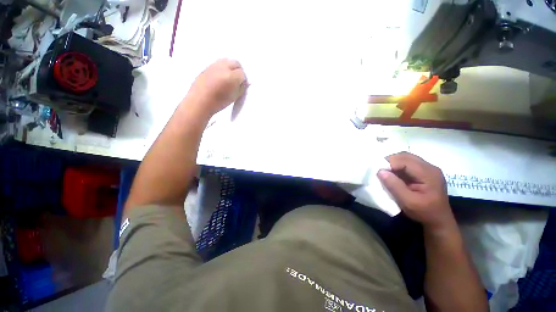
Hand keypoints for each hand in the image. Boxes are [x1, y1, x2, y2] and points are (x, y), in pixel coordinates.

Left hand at [186, 59, 247, 117]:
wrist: (199, 102)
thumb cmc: (218, 103)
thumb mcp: (234, 97)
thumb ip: (241, 88)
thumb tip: (245, 83)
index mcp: (231, 77)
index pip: (242, 73)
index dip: (243, 80)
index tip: (242, 85)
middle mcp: (223, 67)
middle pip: (235, 63)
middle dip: (238, 70)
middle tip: (237, 80)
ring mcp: (214, 65)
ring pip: (226, 61)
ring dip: (230, 67)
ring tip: (229, 78)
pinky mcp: (207, 66)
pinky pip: (218, 63)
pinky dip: (222, 68)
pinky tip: (220, 77)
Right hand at [377, 152, 454, 229]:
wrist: (439, 220)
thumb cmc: (424, 212)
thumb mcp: (408, 202)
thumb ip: (394, 186)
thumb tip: (380, 171)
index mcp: (428, 174)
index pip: (405, 161)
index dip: (389, 163)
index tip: (378, 171)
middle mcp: (430, 167)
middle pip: (406, 156)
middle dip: (390, 161)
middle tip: (379, 169)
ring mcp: (428, 168)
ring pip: (406, 158)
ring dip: (393, 163)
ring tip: (385, 171)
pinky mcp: (424, 172)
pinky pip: (408, 163)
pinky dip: (397, 166)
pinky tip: (393, 174)